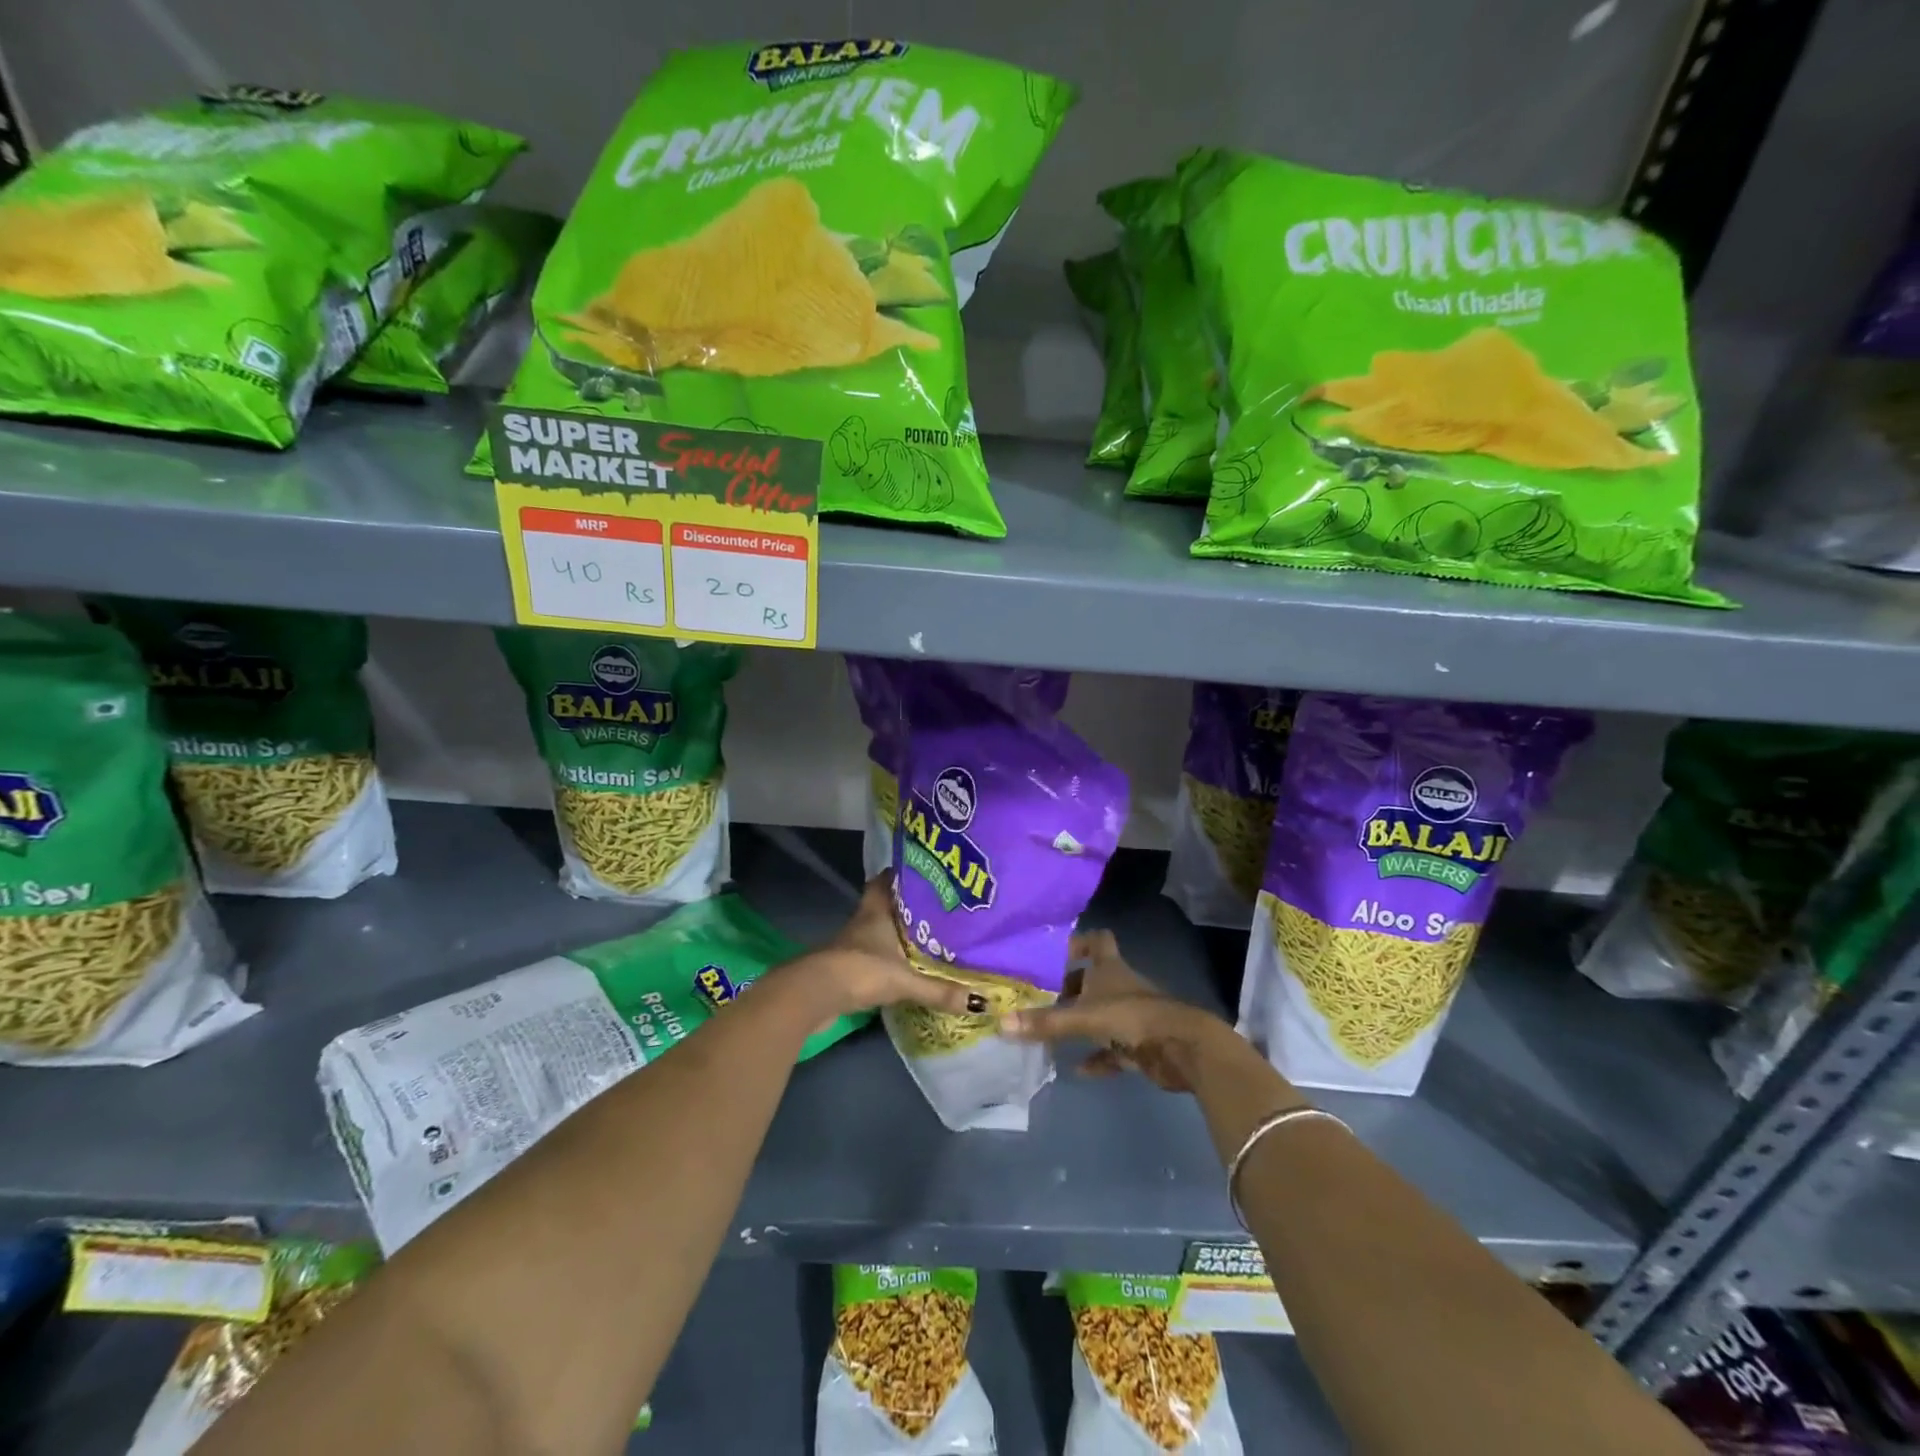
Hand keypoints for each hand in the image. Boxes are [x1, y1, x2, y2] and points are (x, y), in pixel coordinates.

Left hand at [785, 872, 975, 1022]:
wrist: (815, 995)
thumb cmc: (860, 971)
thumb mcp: (905, 980)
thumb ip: (940, 990)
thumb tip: (982, 1000)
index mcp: (876, 911)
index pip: (886, 880)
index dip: (901, 874)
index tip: (924, 872)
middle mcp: (863, 922)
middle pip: (884, 905)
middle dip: (906, 906)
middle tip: (935, 908)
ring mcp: (852, 945)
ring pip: (878, 931)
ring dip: (896, 934)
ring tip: (928, 937)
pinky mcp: (846, 968)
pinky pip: (873, 956)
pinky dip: (887, 959)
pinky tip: (905, 968)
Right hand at [999, 930, 1243, 1092]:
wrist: (1182, 1048)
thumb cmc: (1132, 1017)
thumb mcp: (1083, 1017)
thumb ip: (1045, 1022)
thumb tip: (1000, 1023)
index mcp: (1110, 968)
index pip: (1097, 940)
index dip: (1078, 942)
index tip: (1052, 953)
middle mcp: (1121, 986)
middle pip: (1092, 980)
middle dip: (1068, 988)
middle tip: (1038, 997)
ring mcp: (1131, 1015)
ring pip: (1100, 1014)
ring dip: (1080, 1023)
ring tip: (1049, 1033)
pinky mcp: (1139, 1044)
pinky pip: (1111, 1049)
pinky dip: (1096, 1057)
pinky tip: (1077, 1068)